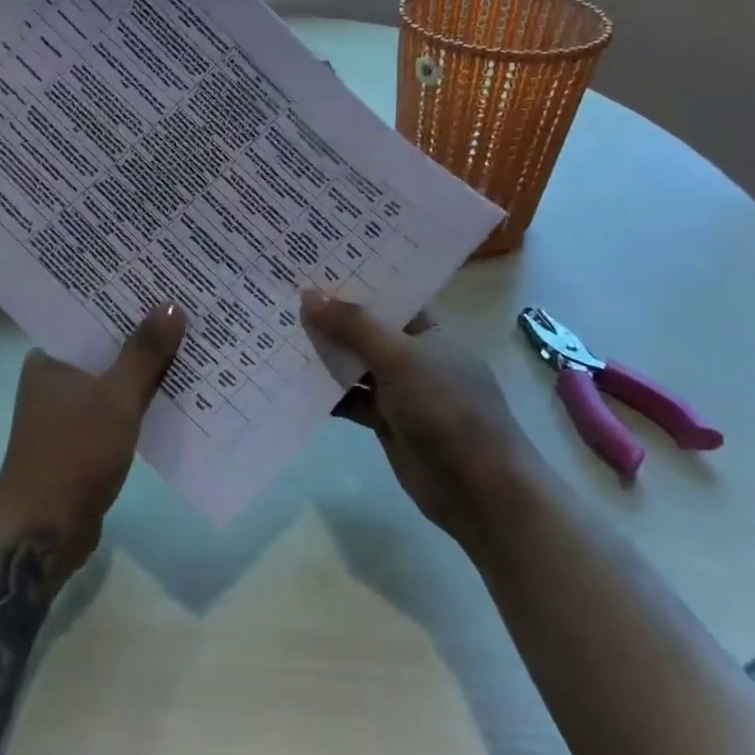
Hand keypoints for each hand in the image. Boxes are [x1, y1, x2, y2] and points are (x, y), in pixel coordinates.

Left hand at [0, 304, 186, 577]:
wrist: (43, 532)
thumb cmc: (73, 454)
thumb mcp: (117, 398)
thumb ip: (145, 353)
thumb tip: (173, 305)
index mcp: (50, 359)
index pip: (91, 316)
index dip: (127, 301)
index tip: (163, 284)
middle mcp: (54, 379)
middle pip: (106, 347)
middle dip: (144, 334)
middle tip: (187, 309)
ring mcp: (68, 412)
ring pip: (114, 379)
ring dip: (146, 370)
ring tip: (191, 343)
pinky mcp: (83, 440)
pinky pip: (118, 408)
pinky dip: (141, 401)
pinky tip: (177, 393)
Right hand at [303, 290, 542, 550]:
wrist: (479, 489)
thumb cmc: (447, 409)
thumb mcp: (400, 358)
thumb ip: (354, 327)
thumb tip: (309, 295)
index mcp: (429, 330)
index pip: (388, 297)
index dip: (354, 282)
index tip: (312, 266)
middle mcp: (413, 356)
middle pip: (365, 330)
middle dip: (330, 317)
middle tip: (282, 295)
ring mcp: (400, 391)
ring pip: (354, 366)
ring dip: (323, 355)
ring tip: (276, 332)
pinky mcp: (386, 423)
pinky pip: (350, 400)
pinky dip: (326, 394)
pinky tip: (290, 381)